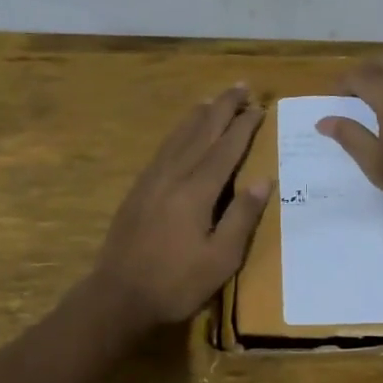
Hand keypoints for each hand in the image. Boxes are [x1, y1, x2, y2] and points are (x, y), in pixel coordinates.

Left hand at [92, 85, 271, 326]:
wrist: (118, 295)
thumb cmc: (176, 282)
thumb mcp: (220, 259)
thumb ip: (242, 217)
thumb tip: (265, 179)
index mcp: (196, 191)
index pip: (226, 148)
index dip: (244, 126)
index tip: (259, 106)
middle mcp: (173, 175)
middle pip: (201, 132)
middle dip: (222, 108)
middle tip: (240, 86)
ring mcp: (152, 180)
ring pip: (179, 136)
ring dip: (199, 115)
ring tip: (213, 99)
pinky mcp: (138, 189)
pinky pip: (163, 149)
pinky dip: (178, 133)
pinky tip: (181, 133)